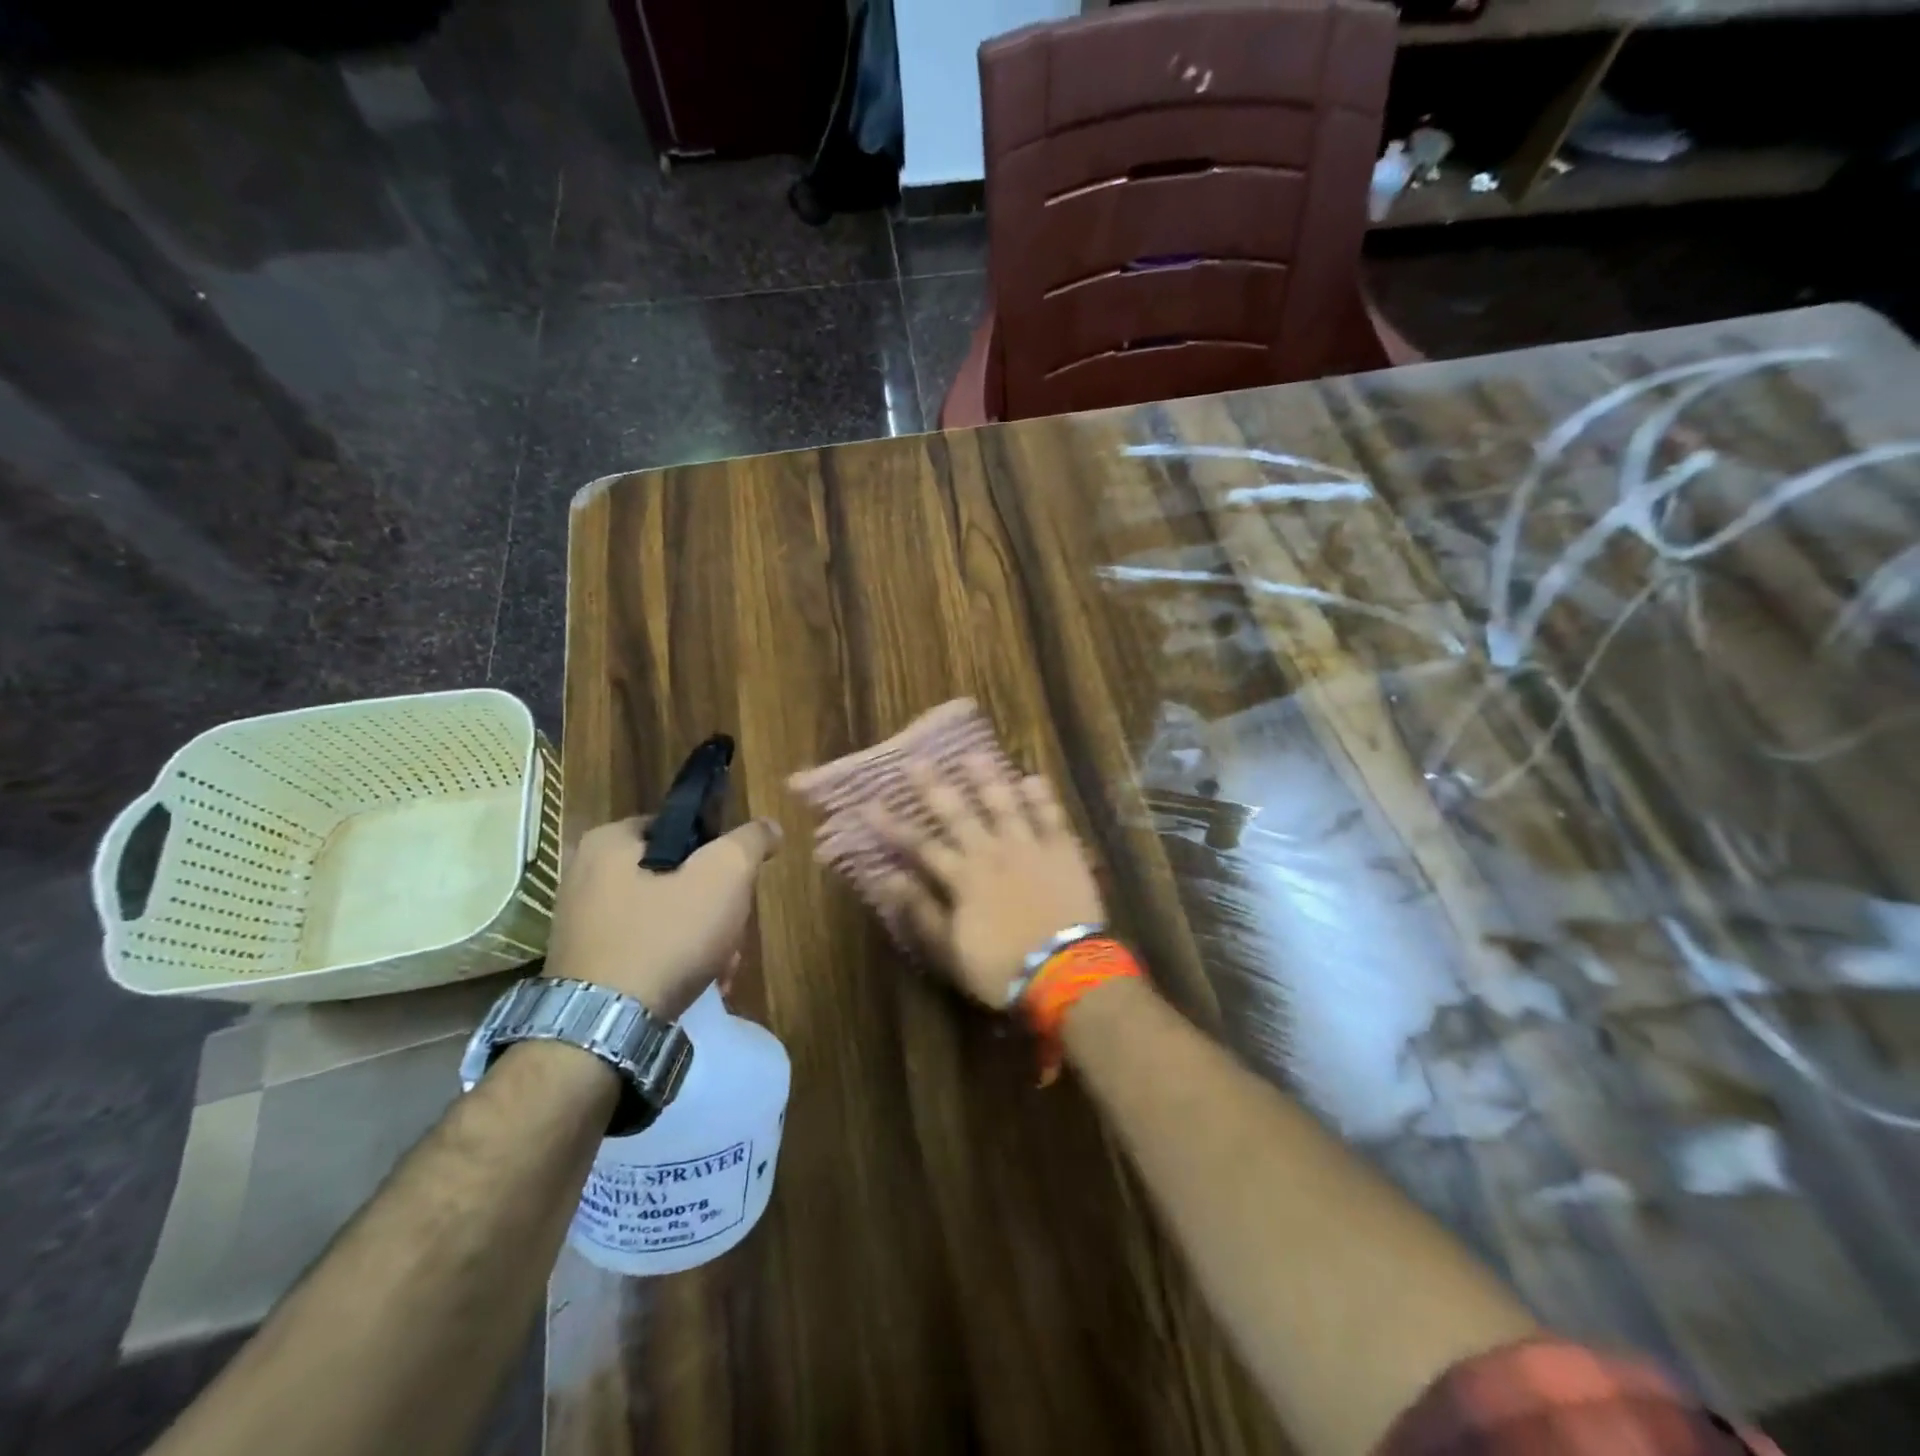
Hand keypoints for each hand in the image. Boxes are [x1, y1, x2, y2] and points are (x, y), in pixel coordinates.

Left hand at [544, 815, 782, 1017]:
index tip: (736, 885)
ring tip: (721, 969)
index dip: (718, 853)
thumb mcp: (724, 875)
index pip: (680, 828)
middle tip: (732, 933)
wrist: (604, 1030)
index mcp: (608, 842)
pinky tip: (698, 985)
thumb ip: (750, 841)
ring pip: (664, 916)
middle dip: (714, 907)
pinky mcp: (584, 965)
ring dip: (701, 939)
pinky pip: (643, 949)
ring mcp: (581, 924)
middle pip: (676, 877)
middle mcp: (584, 876)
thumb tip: (769, 827)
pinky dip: (674, 962)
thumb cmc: (666, 936)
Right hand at [862, 756, 1106, 1006]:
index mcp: (963, 877)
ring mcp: (1030, 848)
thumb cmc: (1002, 968)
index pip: (920, 845)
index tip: (870, 804)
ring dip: (988, 779)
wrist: (1065, 973)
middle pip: (959, 814)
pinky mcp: (1063, 852)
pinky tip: (1032, 778)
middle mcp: (992, 853)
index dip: (893, 825)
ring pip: (1005, 805)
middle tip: (917, 761)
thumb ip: (920, 911)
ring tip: (974, 755)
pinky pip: (1051, 818)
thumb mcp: (950, 950)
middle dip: (934, 787)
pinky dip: (1041, 798)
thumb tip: (888, 879)